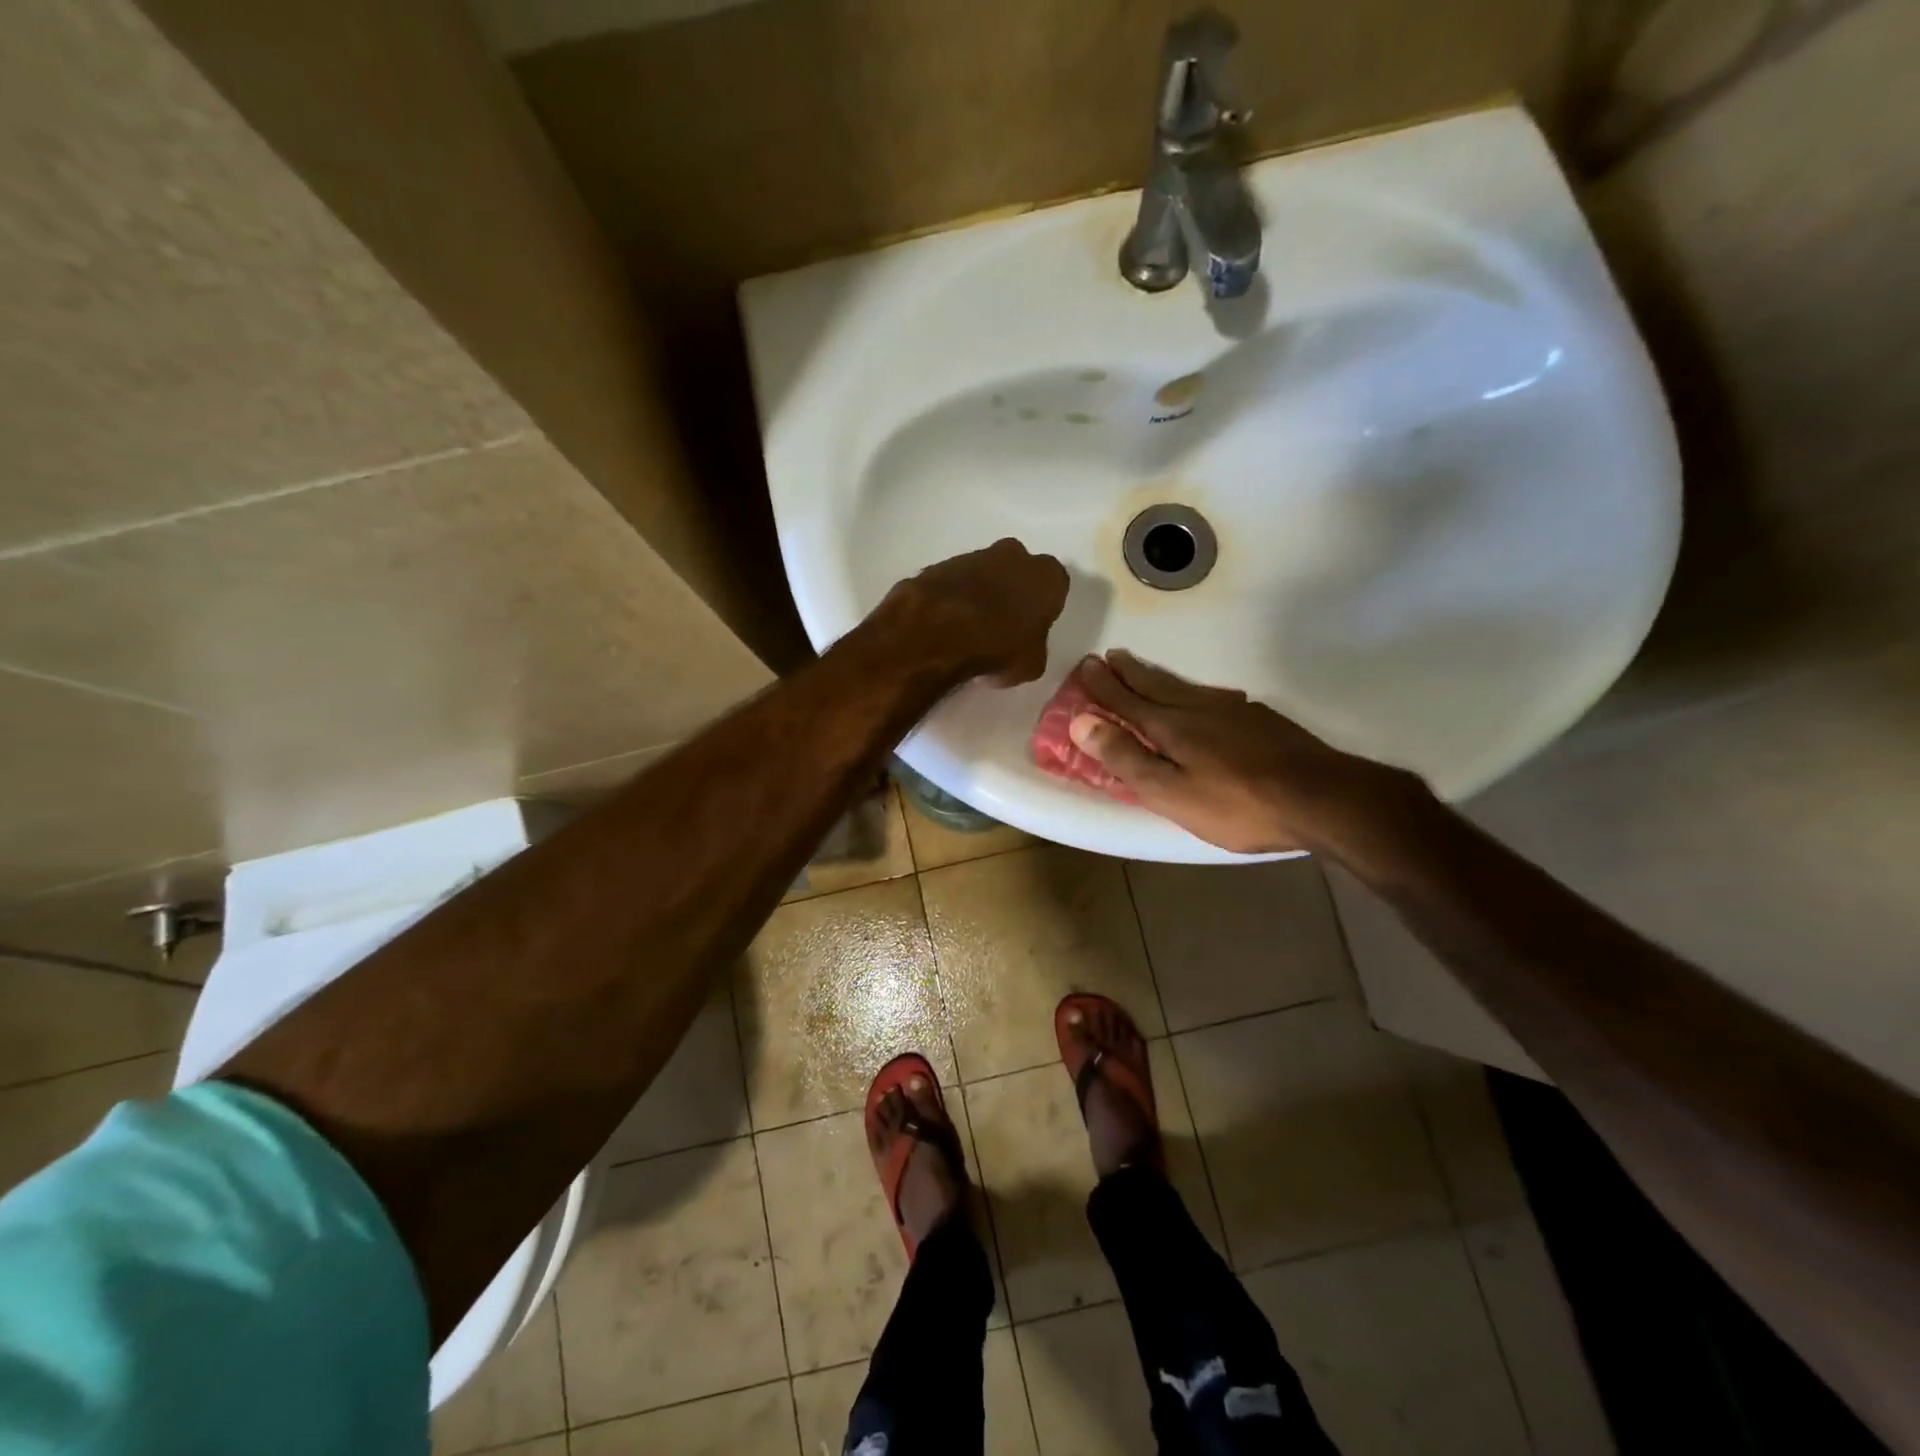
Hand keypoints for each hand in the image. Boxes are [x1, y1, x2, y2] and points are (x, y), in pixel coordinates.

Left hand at [890, 539, 1069, 685]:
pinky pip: (956, 581)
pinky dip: (955, 596)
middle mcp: (1015, 555)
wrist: (939, 630)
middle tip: (1002, 624)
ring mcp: (976, 555)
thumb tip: (1024, 649)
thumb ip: (1034, 649)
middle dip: (1013, 591)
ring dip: (981, 592)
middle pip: (1019, 571)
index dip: (1043, 608)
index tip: (1031, 628)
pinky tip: (947, 622)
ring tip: (970, 627)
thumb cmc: (998, 646)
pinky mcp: (943, 563)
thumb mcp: (1031, 665)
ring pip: (985, 573)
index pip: (1055, 587)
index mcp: (1048, 576)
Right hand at [1069, 651, 1431, 856]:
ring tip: (1140, 668)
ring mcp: (1232, 711)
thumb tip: (1081, 722)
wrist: (1319, 798)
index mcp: (1171, 727)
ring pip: (1183, 687)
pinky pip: (1211, 695)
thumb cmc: (1236, 805)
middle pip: (1154, 685)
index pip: (1127, 701)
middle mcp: (1197, 709)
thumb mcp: (1170, 792)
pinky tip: (1200, 696)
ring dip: (1155, 676)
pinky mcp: (1258, 720)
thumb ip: (1126, 758)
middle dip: (1127, 672)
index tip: (1084, 666)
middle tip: (1108, 656)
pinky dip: (1191, 690)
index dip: (1103, 686)